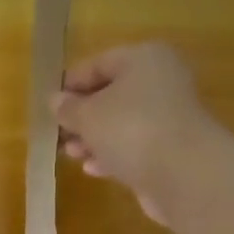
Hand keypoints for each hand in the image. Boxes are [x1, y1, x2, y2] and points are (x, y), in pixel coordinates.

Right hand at [52, 44, 226, 226]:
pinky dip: (113, 154)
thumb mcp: (87, 115)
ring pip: (122, 122)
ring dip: (94, 138)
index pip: (98, 63)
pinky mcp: (173, 148)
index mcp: (143, 59)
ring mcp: (171, 116)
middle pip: (112, 94)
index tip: (49, 107)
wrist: (185, 174)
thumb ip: (68, 108)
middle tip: (59, 133)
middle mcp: (161, 81)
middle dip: (82, 116)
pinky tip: (93, 168)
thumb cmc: (130, 129)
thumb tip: (57, 101)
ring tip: (71, 154)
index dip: (70, 85)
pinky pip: (136, 145)